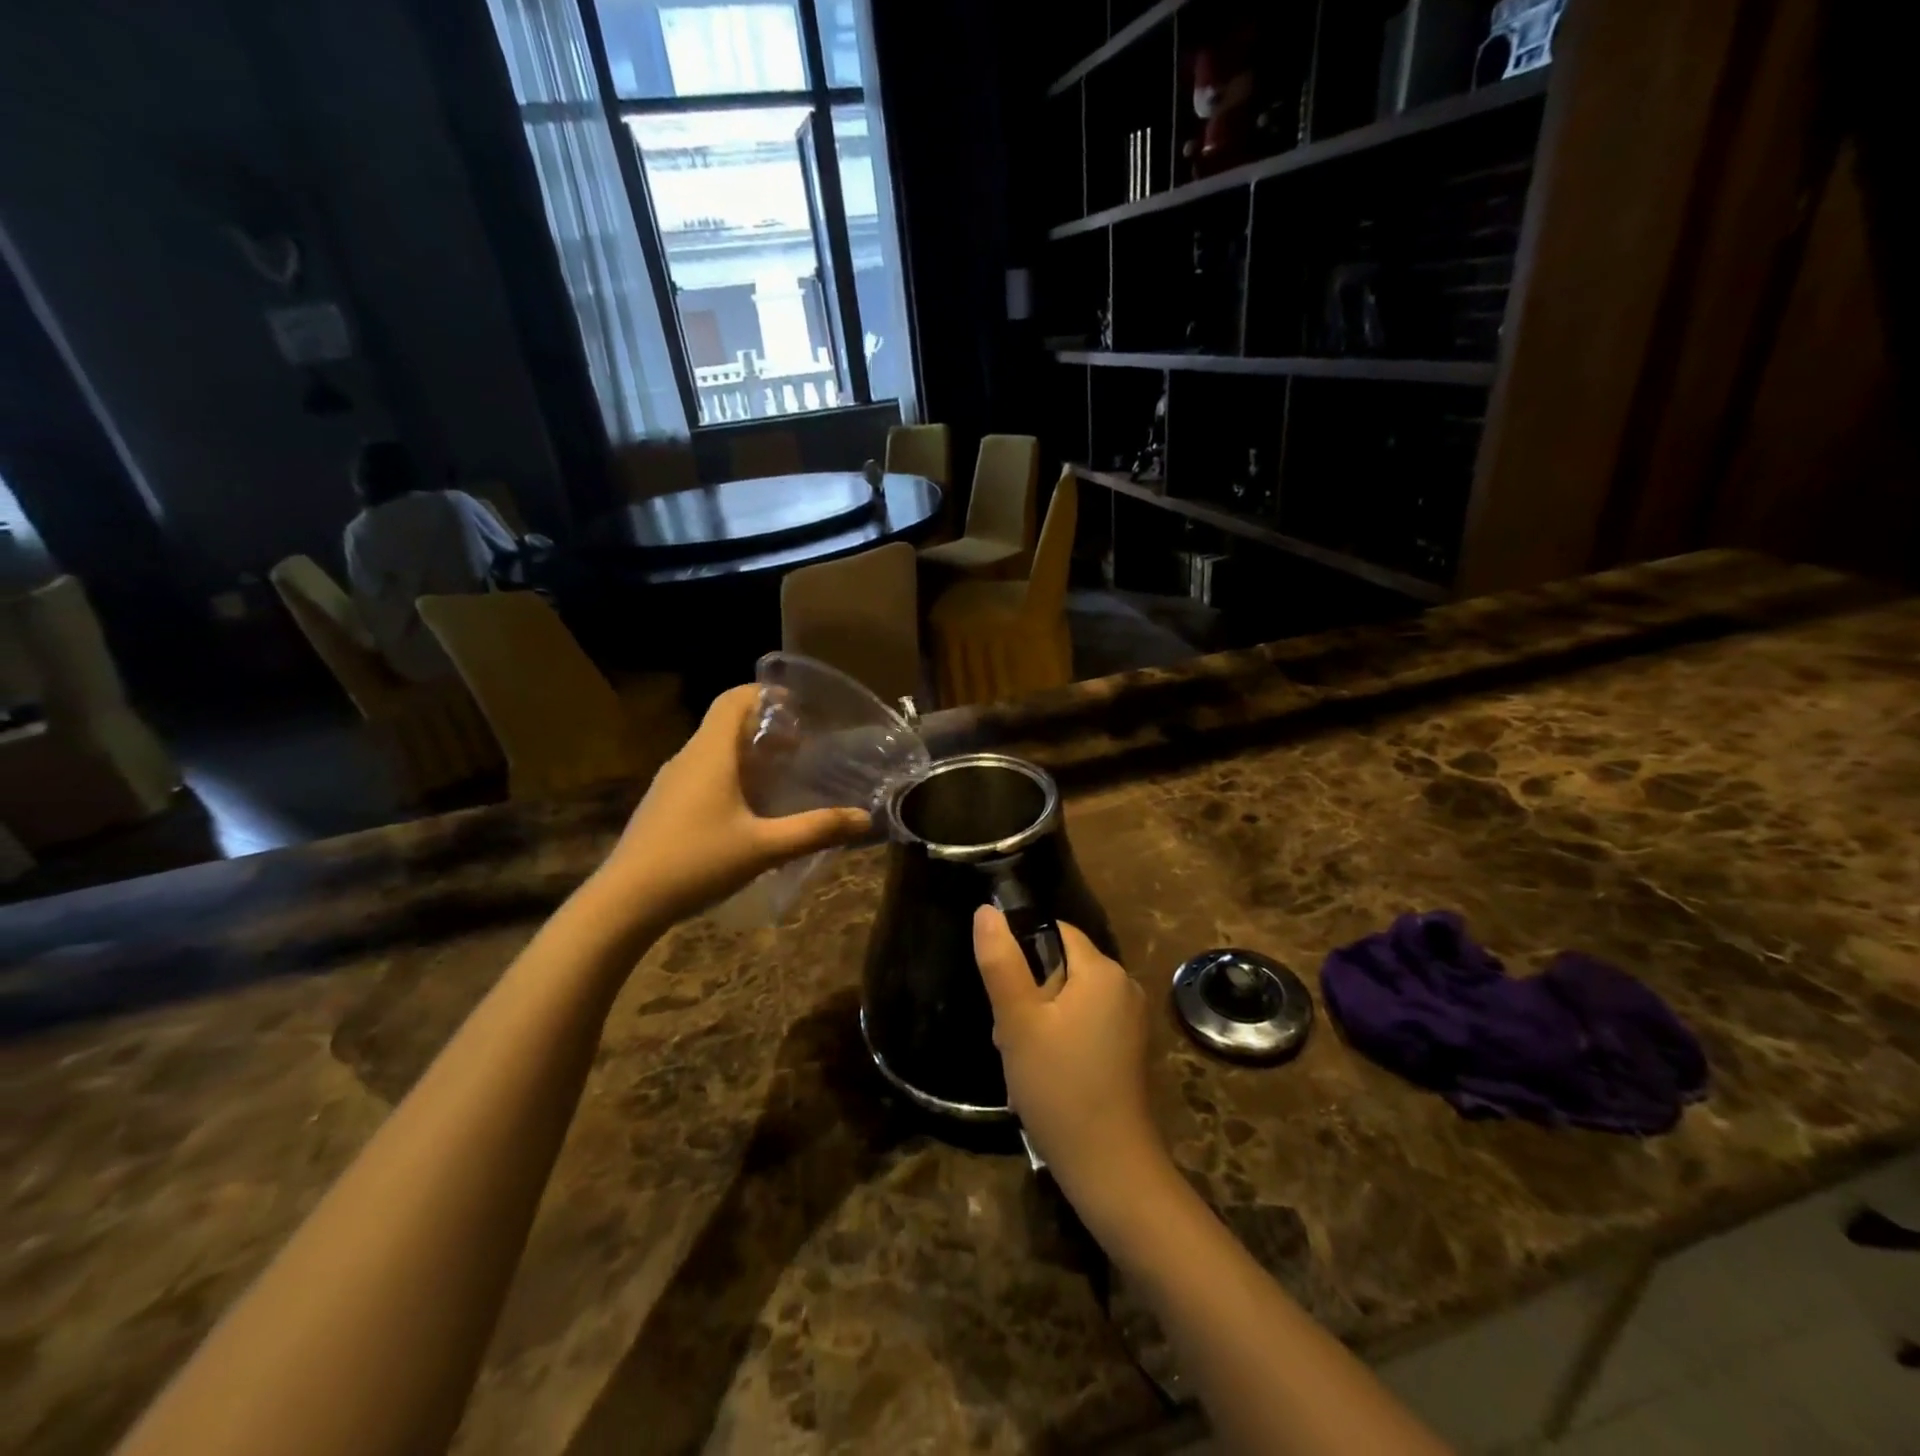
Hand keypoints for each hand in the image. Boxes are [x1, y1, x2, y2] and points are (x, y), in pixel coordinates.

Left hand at [594, 685, 869, 926]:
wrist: (625, 902)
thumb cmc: (697, 862)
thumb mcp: (764, 848)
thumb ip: (815, 830)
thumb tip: (865, 818)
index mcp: (710, 753)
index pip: (733, 699)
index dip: (766, 694)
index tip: (799, 709)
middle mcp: (687, 758)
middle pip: (725, 722)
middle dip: (765, 728)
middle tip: (801, 748)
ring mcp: (670, 782)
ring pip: (713, 750)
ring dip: (747, 754)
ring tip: (781, 777)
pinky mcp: (663, 805)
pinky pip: (701, 773)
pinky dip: (729, 775)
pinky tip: (748, 810)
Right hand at [973, 907, 1168, 1216]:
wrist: (1108, 1168)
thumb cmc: (1058, 1086)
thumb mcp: (1019, 1022)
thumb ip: (1001, 963)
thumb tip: (987, 910)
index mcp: (1103, 971)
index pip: (1056, 933)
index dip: (1022, 956)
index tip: (1005, 997)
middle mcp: (1124, 987)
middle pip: (1061, 968)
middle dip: (1028, 996)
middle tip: (1010, 1038)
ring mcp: (1129, 1021)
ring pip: (1068, 1000)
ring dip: (1038, 1023)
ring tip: (1022, 1062)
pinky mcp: (1126, 1050)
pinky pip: (1084, 1025)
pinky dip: (1059, 1041)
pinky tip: (1044, 1076)